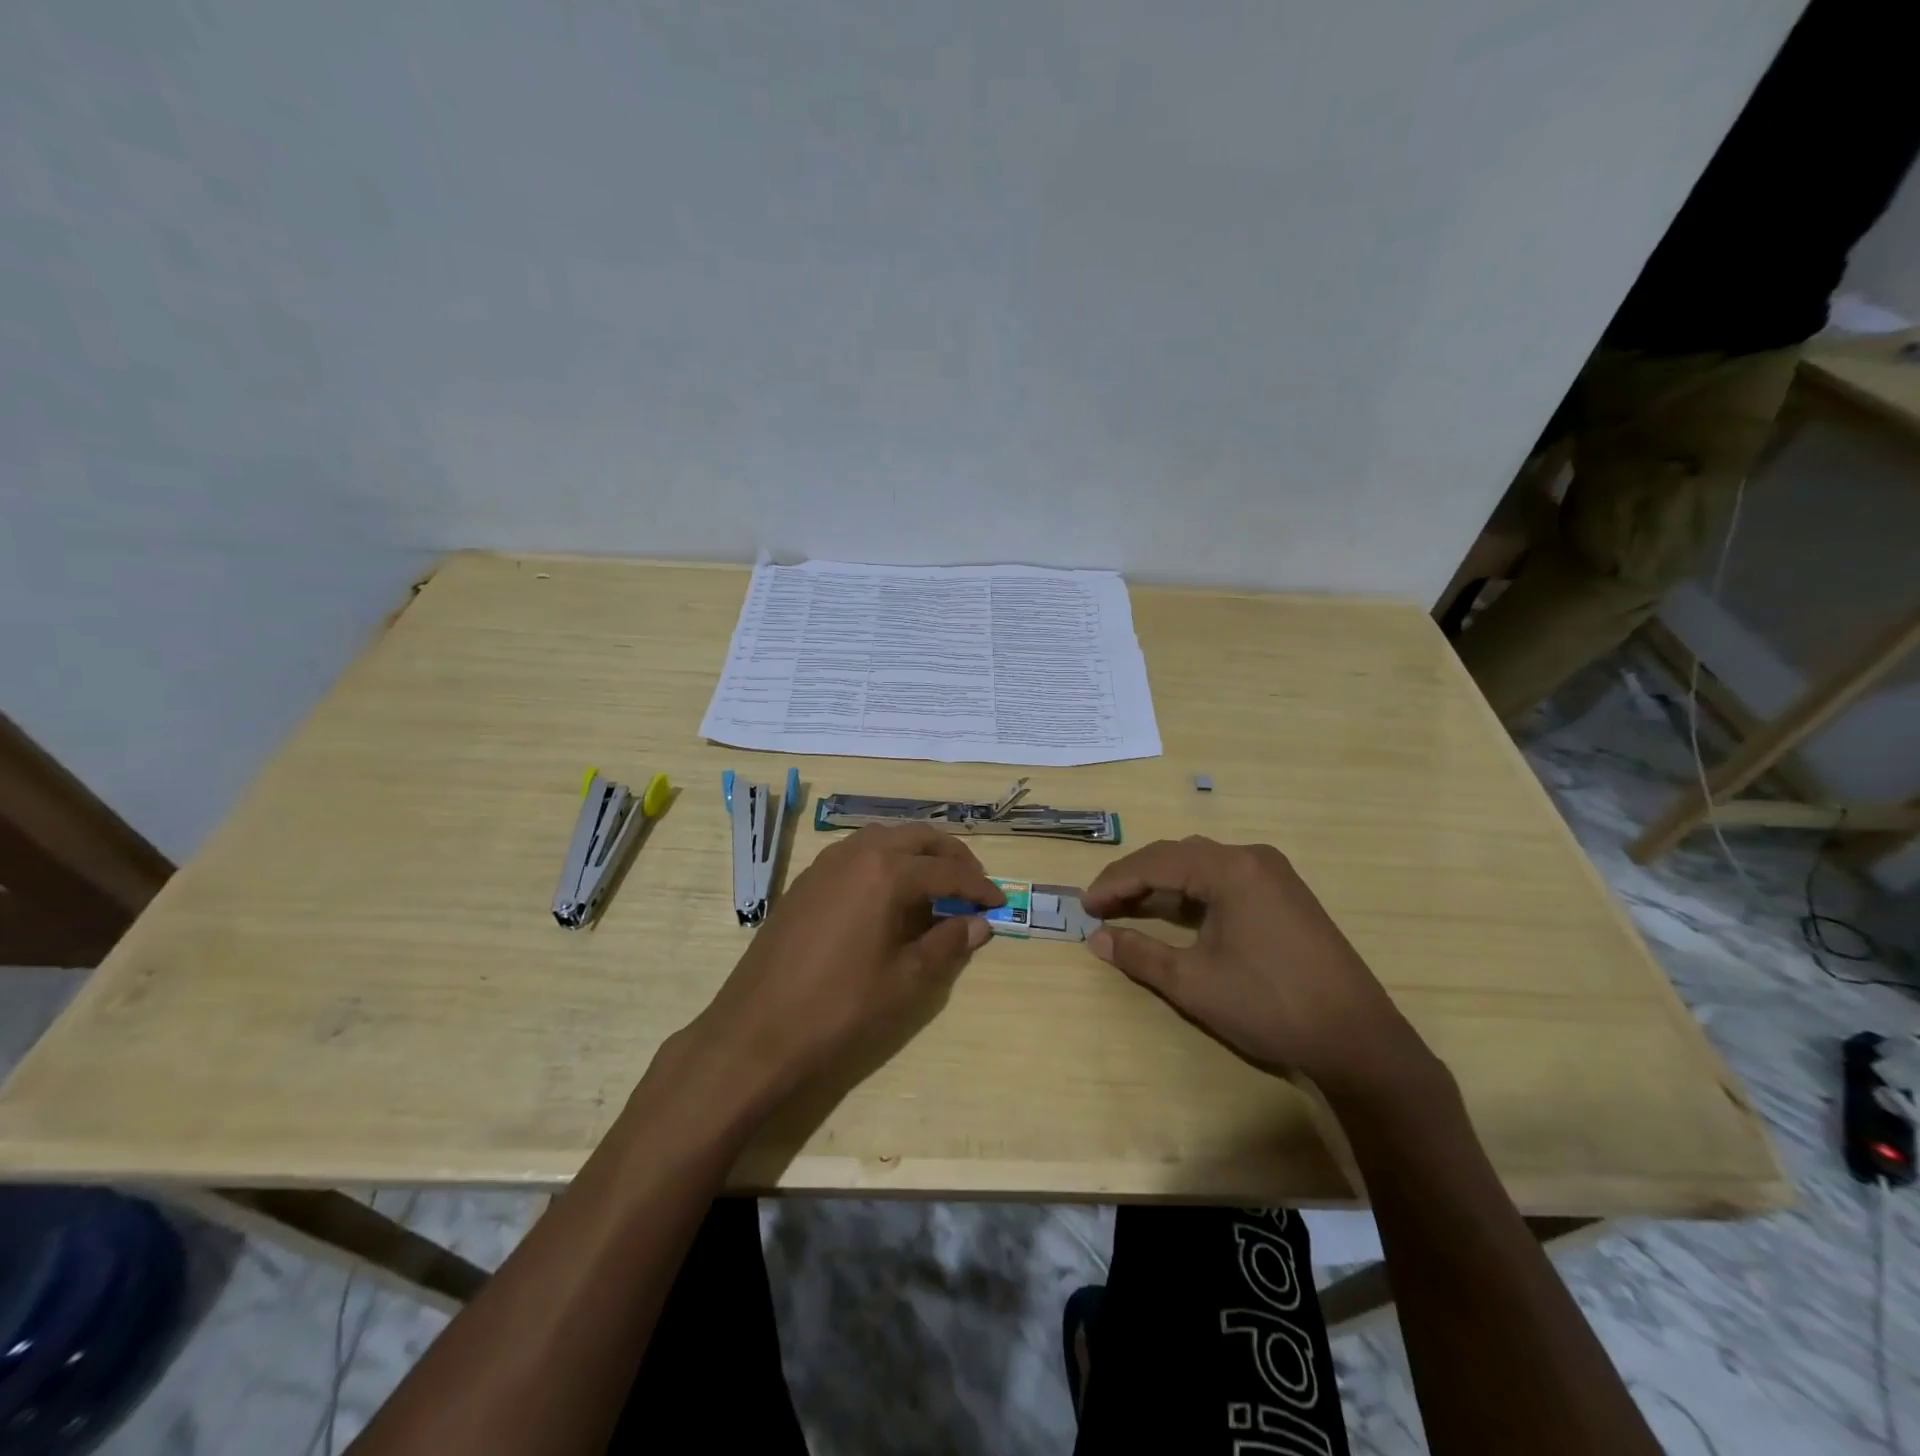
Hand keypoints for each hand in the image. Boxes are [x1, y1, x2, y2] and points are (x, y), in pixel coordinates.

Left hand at [680, 824, 1003, 1111]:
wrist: (756, 1030)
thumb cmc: (840, 1008)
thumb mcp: (906, 981)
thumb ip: (948, 944)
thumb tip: (980, 923)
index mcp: (887, 871)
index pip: (947, 870)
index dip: (979, 887)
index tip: (1000, 904)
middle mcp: (857, 853)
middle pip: (917, 838)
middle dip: (951, 857)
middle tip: (973, 884)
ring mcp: (826, 863)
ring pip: (885, 839)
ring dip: (916, 854)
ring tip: (936, 886)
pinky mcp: (806, 880)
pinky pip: (857, 854)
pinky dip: (885, 862)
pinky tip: (889, 895)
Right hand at [1082, 837, 1436, 1096]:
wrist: (1358, 1039)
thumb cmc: (1269, 1004)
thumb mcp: (1193, 982)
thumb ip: (1140, 954)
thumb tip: (1097, 939)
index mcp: (1229, 869)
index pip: (1155, 863)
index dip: (1114, 882)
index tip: (1085, 906)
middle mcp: (1252, 858)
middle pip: (1178, 855)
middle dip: (1135, 878)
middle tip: (1102, 905)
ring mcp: (1275, 874)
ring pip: (1202, 865)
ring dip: (1164, 883)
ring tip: (1131, 907)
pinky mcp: (1287, 895)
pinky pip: (1226, 879)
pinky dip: (1193, 892)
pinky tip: (1179, 914)